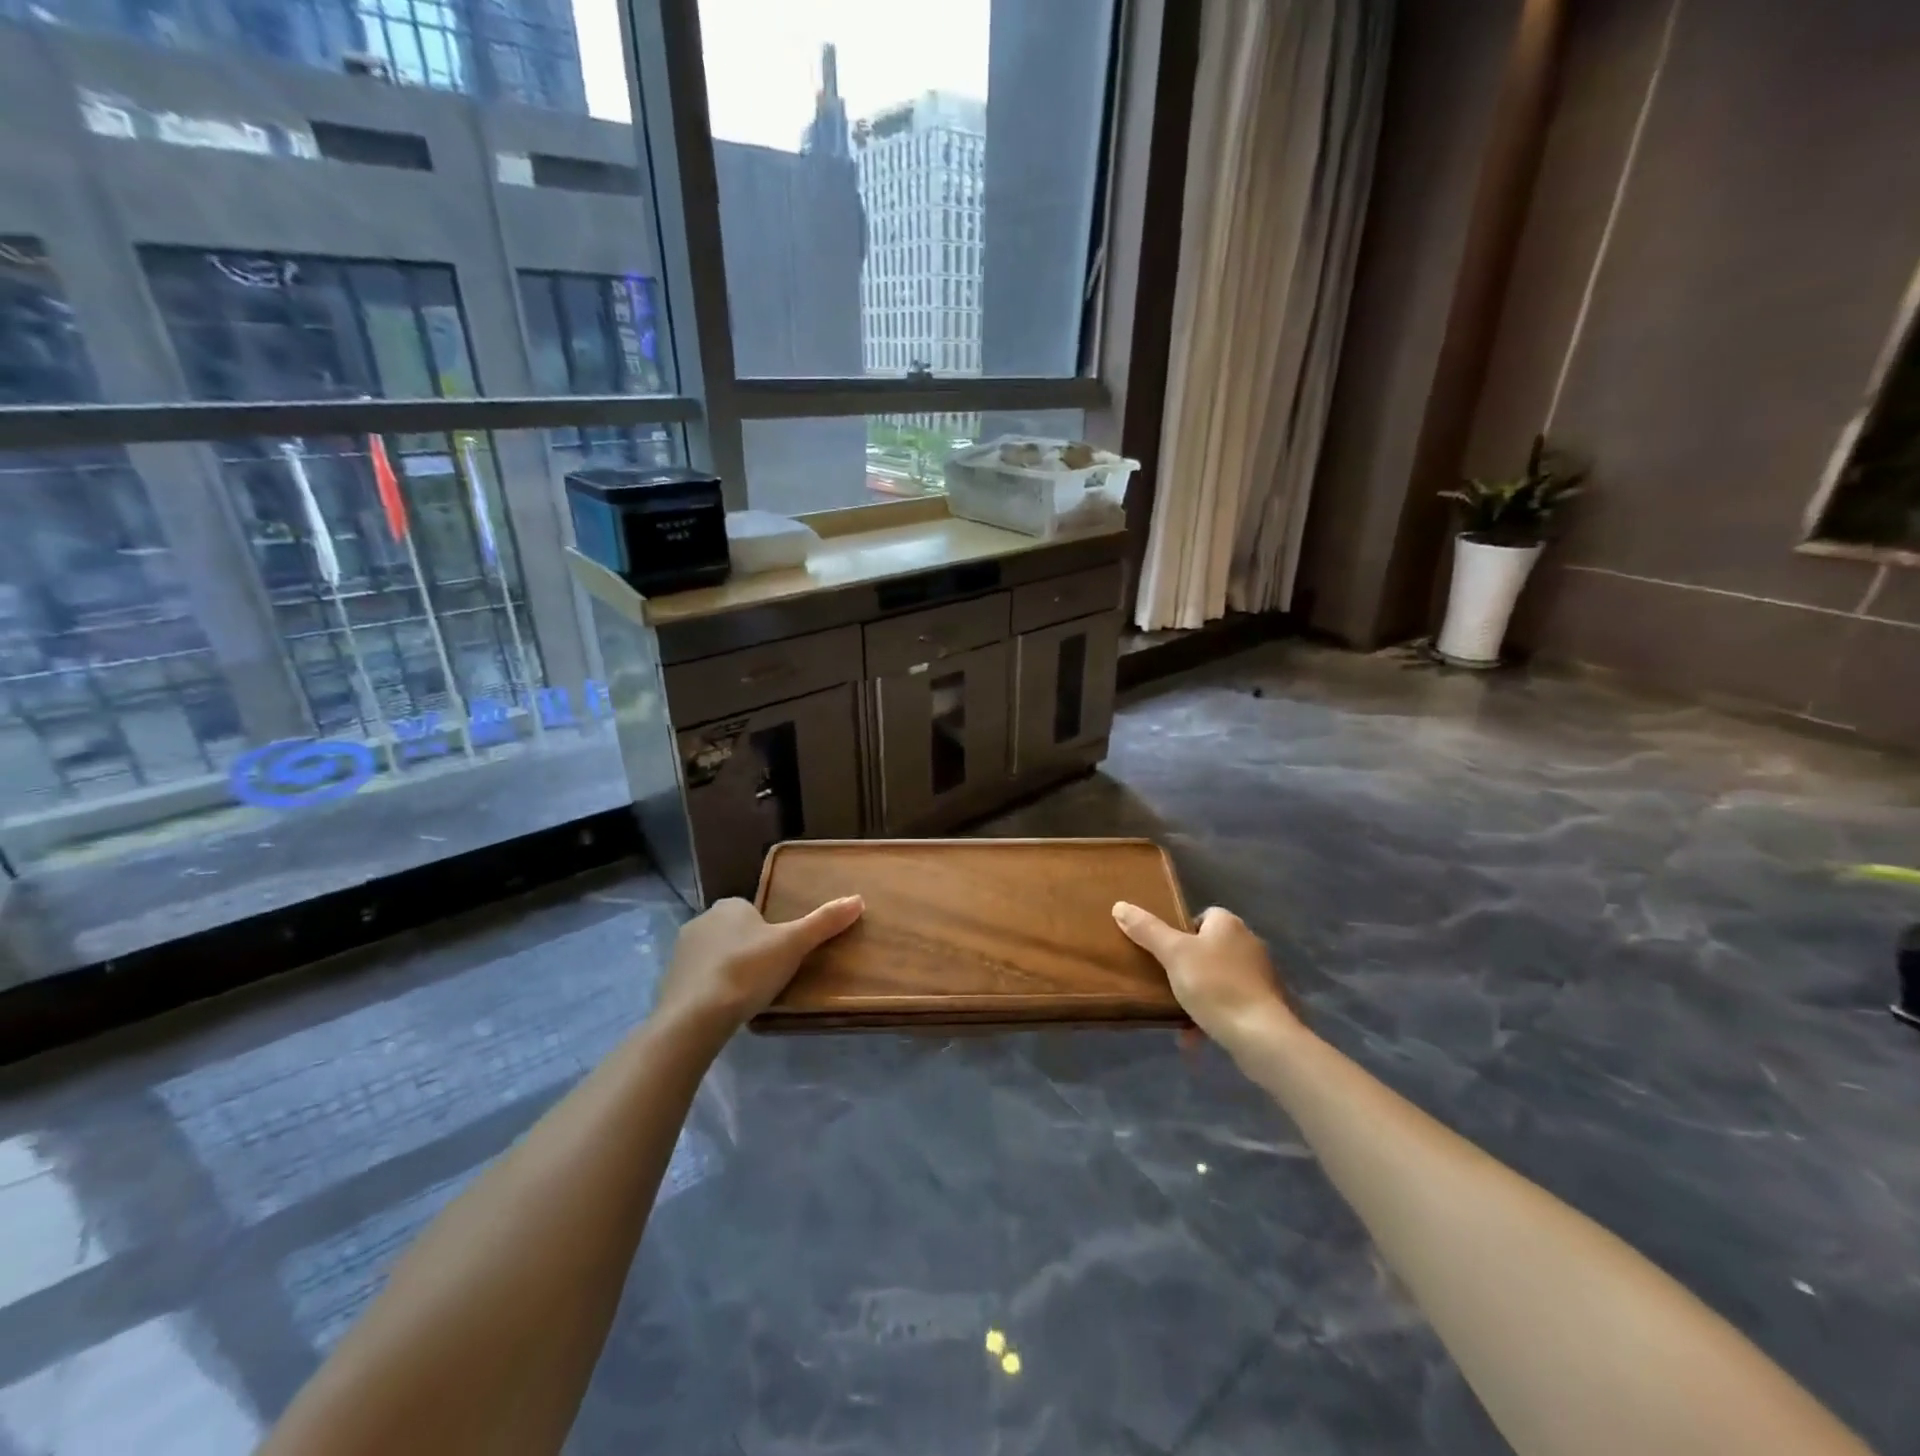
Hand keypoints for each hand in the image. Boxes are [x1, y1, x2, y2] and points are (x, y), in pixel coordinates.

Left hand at [654, 895, 863, 1034]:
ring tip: (748, 995)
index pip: (753, 911)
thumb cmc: (747, 971)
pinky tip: (724, 1008)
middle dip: (748, 949)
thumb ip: (824, 922)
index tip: (781, 953)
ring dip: (729, 969)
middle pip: (733, 932)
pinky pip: (698, 979)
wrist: (694, 1017)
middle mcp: (701, 921)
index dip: (768, 930)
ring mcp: (681, 952)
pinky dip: (710, 989)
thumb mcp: (793, 944)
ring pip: (714, 955)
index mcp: (729, 906)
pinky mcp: (669, 982)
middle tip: (769, 976)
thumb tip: (858, 899)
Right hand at [1112, 902, 1300, 1046]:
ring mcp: (1260, 976)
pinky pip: (1230, 1004)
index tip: (1164, 950)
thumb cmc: (1215, 985)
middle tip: (1164, 980)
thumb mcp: (1173, 954)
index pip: (1203, 916)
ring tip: (1176, 1011)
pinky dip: (1212, 1016)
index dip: (1181, 931)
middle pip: (1209, 948)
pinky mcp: (1265, 1005)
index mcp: (1229, 925)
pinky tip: (1193, 1036)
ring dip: (1197, 994)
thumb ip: (1147, 930)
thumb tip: (1120, 906)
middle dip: (1187, 965)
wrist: (1261, 1035)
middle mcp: (1248, 944)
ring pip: (1218, 978)